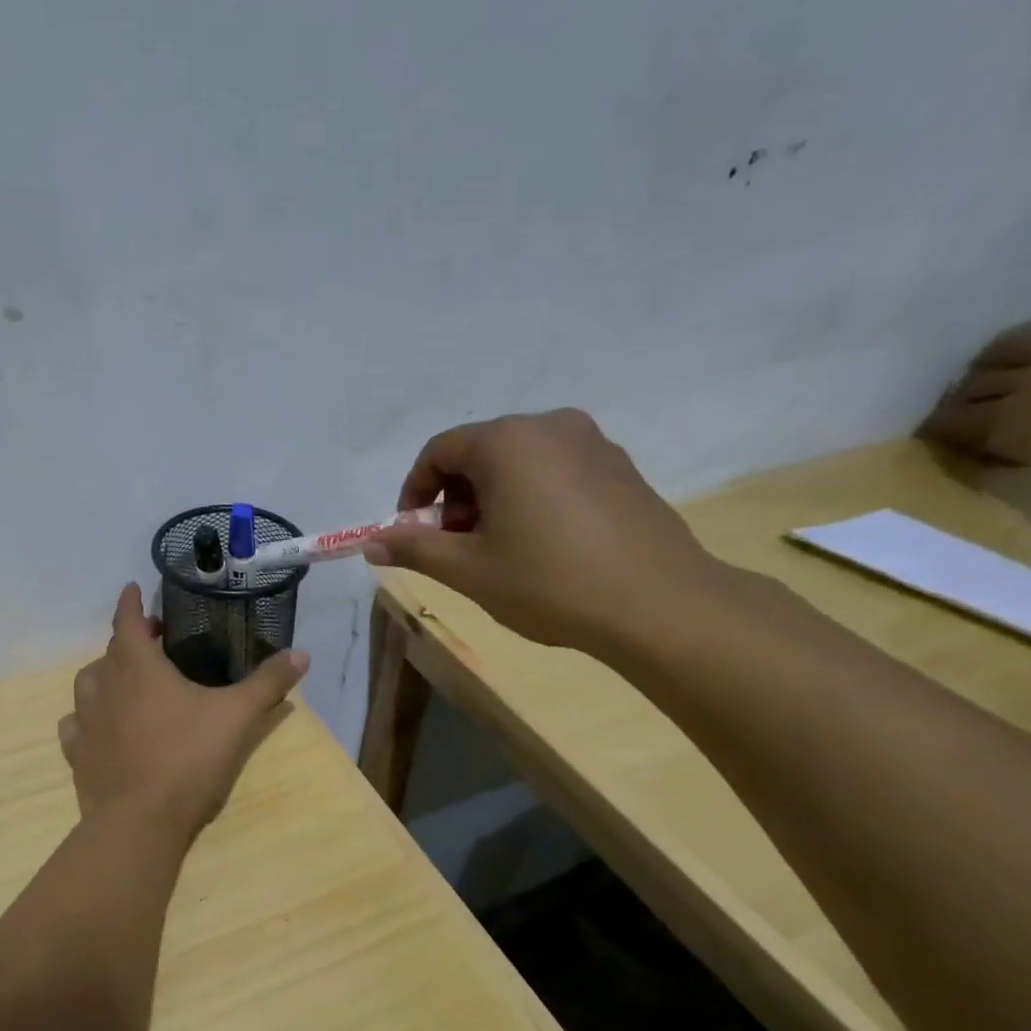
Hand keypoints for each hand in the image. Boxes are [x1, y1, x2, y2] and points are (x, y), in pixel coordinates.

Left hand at [58, 584, 308, 837]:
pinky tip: (100, 727)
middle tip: (152, 645)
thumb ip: (268, 683)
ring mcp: (85, 721)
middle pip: (110, 652)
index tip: (132, 589)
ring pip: (87, 684)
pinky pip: (75, 725)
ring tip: (124, 683)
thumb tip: (301, 654)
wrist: (140, 820)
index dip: (131, 602)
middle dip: (129, 641)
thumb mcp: (238, 717)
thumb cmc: (189, 757)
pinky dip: (86, 718)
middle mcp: (104, 686)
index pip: (127, 621)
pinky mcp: (77, 754)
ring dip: (104, 676)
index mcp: (137, 667)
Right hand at [363, 409, 721, 652]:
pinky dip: (530, 497)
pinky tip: (541, 545)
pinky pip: (555, 470)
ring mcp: (593, 443)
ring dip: (491, 499)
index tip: (413, 534)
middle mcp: (550, 426)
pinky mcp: (620, 467)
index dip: (414, 492)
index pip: (438, 451)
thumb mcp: (468, 569)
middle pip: (478, 452)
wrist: (659, 604)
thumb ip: (413, 548)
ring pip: (518, 461)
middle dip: (454, 498)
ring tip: (497, 550)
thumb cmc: (549, 582)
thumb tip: (371, 542)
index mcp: (507, 442)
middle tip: (454, 547)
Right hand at [920, 322, 1030, 484]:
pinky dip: (1008, 346)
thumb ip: (984, 446)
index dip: (932, 426)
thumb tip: (954, 440)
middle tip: (956, 409)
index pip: (946, 419)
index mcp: (1002, 422)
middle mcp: (1018, 387)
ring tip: (978, 379)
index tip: (926, 433)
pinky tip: (1001, 356)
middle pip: (968, 387)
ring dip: (980, 371)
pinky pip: (1028, 338)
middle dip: (957, 400)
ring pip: (993, 357)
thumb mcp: (1019, 457)